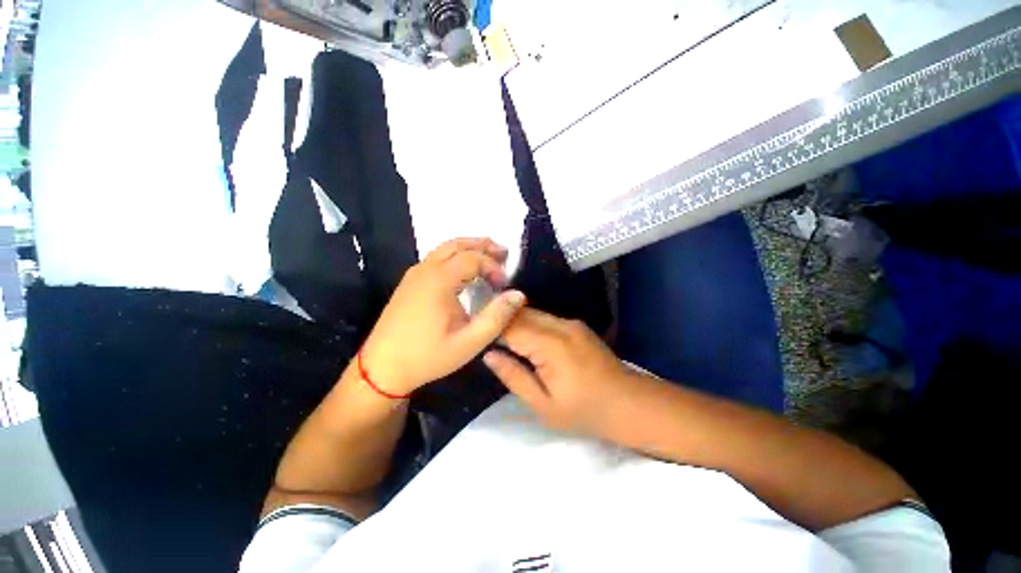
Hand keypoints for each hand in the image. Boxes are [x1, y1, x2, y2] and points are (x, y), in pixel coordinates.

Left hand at [360, 238, 526, 395]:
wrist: (381, 369)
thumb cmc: (427, 357)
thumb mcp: (469, 342)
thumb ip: (496, 317)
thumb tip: (519, 294)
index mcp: (439, 281)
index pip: (473, 258)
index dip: (493, 266)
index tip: (503, 284)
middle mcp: (425, 270)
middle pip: (457, 244)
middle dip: (482, 245)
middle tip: (503, 253)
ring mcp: (414, 274)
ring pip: (444, 248)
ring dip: (468, 248)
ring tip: (488, 256)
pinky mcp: (409, 283)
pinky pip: (436, 258)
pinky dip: (455, 256)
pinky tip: (464, 271)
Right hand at [483, 308, 640, 435]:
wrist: (628, 403)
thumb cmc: (584, 412)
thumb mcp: (543, 405)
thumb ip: (513, 376)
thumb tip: (488, 354)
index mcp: (551, 345)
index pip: (511, 325)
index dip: (491, 326)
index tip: (474, 331)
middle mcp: (561, 325)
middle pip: (521, 313)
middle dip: (500, 320)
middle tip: (481, 332)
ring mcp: (570, 322)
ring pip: (532, 313)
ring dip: (514, 321)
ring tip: (498, 335)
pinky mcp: (576, 325)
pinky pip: (544, 318)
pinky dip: (529, 324)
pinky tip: (522, 337)